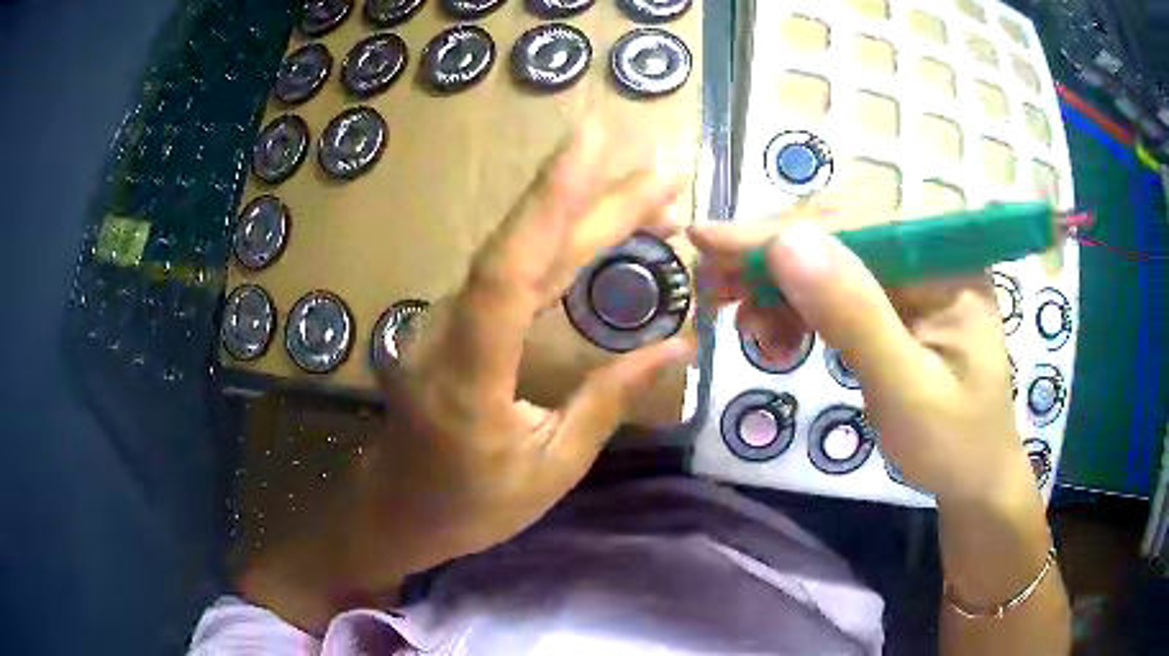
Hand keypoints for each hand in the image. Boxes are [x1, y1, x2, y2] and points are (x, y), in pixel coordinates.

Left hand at [371, 119, 693, 560]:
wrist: (397, 508)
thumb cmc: (471, 504)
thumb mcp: (551, 467)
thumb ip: (609, 400)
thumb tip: (677, 344)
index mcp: (470, 376)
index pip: (510, 270)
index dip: (550, 200)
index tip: (592, 141)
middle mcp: (450, 331)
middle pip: (526, 248)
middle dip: (597, 202)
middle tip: (665, 176)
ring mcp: (447, 321)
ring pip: (521, 253)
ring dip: (585, 218)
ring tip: (651, 199)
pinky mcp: (456, 322)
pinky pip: (513, 273)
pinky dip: (561, 247)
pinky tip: (600, 234)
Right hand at [689, 208, 1035, 502]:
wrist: (973, 479)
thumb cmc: (953, 444)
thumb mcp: (906, 390)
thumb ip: (855, 318)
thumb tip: (787, 244)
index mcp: (946, 260)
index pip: (856, 223)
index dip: (780, 231)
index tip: (707, 242)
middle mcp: (927, 252)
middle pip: (837, 231)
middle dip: (772, 260)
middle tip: (715, 290)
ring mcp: (910, 276)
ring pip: (828, 258)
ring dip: (779, 289)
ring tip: (753, 332)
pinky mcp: (893, 302)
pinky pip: (833, 289)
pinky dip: (796, 309)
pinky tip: (779, 338)